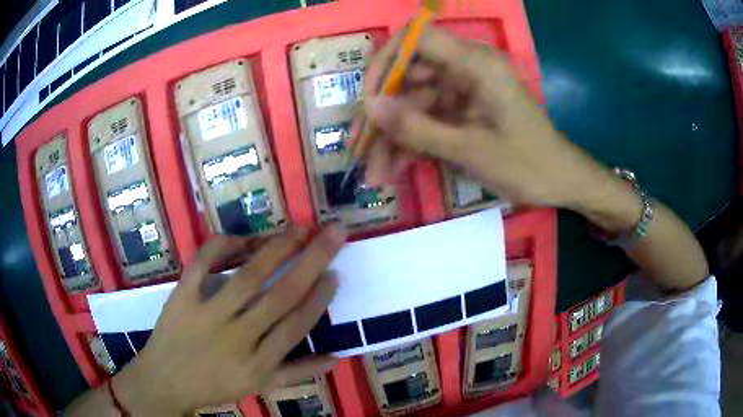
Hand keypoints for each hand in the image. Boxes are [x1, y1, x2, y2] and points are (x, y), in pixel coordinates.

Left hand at [113, 226, 345, 414]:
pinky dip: (223, 245)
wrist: (164, 381)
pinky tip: (243, 238)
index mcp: (258, 363)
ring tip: (301, 230)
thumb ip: (297, 372)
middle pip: (281, 296)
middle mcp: (237, 337)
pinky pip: (203, 263)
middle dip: (312, 261)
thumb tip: (337, 357)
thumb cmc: (214, 386)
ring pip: (248, 277)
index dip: (319, 298)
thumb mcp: (258, 387)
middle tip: (334, 233)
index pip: (296, 325)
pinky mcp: (182, 296)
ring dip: (277, 249)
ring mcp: (207, 314)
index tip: (336, 273)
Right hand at [359, 26, 615, 209]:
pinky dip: (411, 144)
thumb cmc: (527, 163)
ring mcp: (463, 91)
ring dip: (392, 138)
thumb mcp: (470, 150)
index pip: (417, 39)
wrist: (560, 181)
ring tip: (375, 174)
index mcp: (475, 64)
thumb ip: (418, 128)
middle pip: (408, 76)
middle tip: (359, 148)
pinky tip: (394, 170)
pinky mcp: (462, 111)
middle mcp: (465, 69)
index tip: (368, 98)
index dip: (386, 61)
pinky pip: (427, 120)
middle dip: (382, 114)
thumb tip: (369, 107)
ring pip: (413, 104)